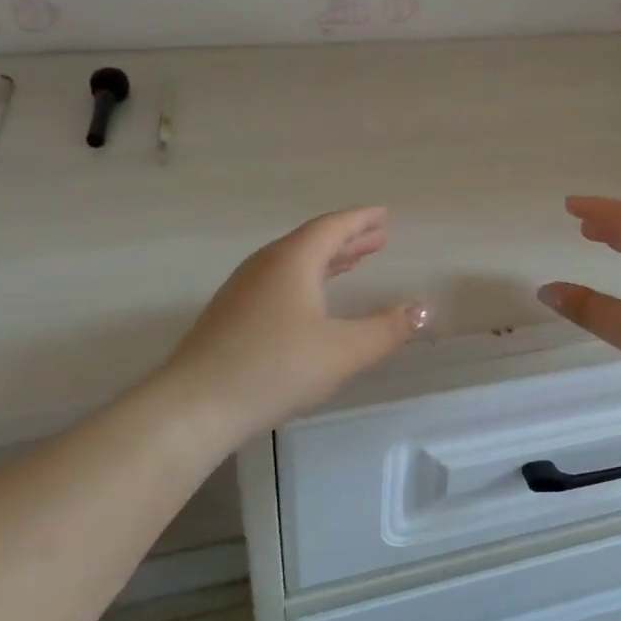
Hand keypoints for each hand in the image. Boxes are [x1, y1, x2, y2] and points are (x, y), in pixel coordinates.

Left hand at [163, 207, 427, 432]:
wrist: (196, 405)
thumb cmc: (276, 368)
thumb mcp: (343, 351)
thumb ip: (387, 329)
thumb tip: (424, 310)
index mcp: (293, 260)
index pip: (333, 227)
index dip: (361, 220)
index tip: (383, 215)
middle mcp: (266, 265)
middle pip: (312, 241)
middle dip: (348, 239)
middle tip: (378, 238)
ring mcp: (243, 288)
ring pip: (293, 261)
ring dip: (327, 259)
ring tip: (352, 262)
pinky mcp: (231, 314)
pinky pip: (279, 280)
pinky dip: (306, 278)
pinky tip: (310, 299)